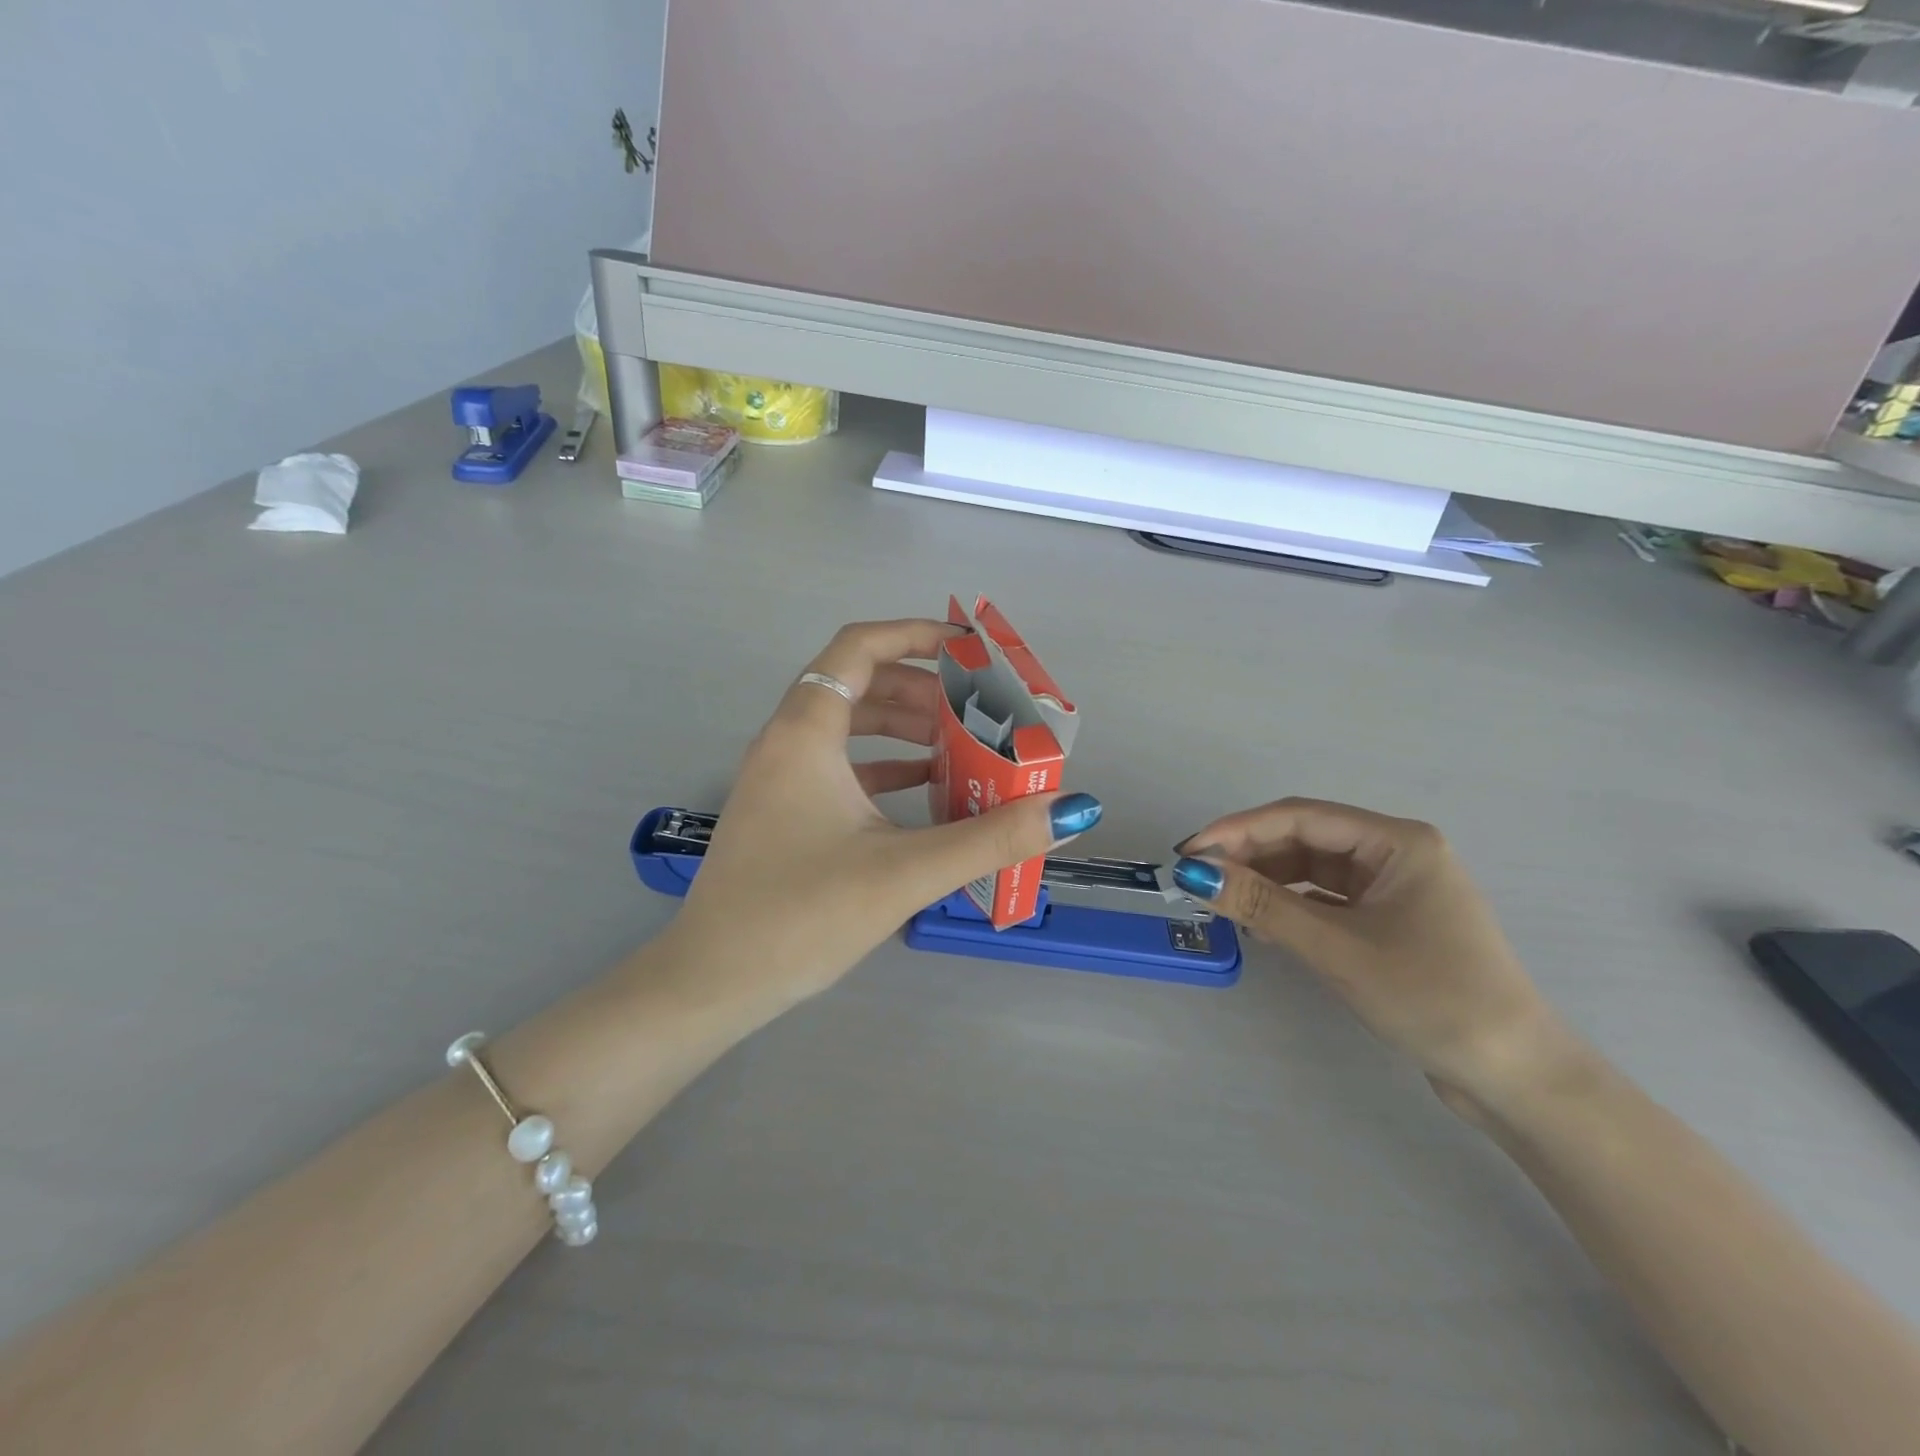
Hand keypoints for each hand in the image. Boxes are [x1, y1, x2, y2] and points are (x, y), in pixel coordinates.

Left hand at [664, 619, 1102, 1014]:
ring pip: (847, 725)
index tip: (969, 649)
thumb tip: (1069, 808)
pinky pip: (838, 765)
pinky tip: (922, 790)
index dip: (916, 634)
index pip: (860, 648)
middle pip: (858, 682)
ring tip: (958, 744)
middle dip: (921, 688)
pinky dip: (882, 765)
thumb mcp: (905, 872)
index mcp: (806, 732)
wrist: (713, 981)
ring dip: (902, 727)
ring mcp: (778, 777)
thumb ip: (991, 838)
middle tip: (976, 709)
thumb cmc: (802, 916)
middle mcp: (786, 741)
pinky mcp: (781, 810)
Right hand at [1171, 799, 1577, 1117]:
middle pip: (1304, 839)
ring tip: (1223, 903)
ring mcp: (1394, 888)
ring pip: (1312, 869)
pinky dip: (1291, 907)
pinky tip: (1262, 924)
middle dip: (1249, 856)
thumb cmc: (1431, 997)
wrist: (1515, 1077)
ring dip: (1267, 882)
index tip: (1190, 852)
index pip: (1300, 817)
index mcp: (1398, 842)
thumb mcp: (1336, 948)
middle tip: (1197, 879)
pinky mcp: (1389, 921)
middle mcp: (1396, 853)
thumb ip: (1262, 905)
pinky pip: (1326, 899)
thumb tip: (1193, 873)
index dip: (1238, 829)